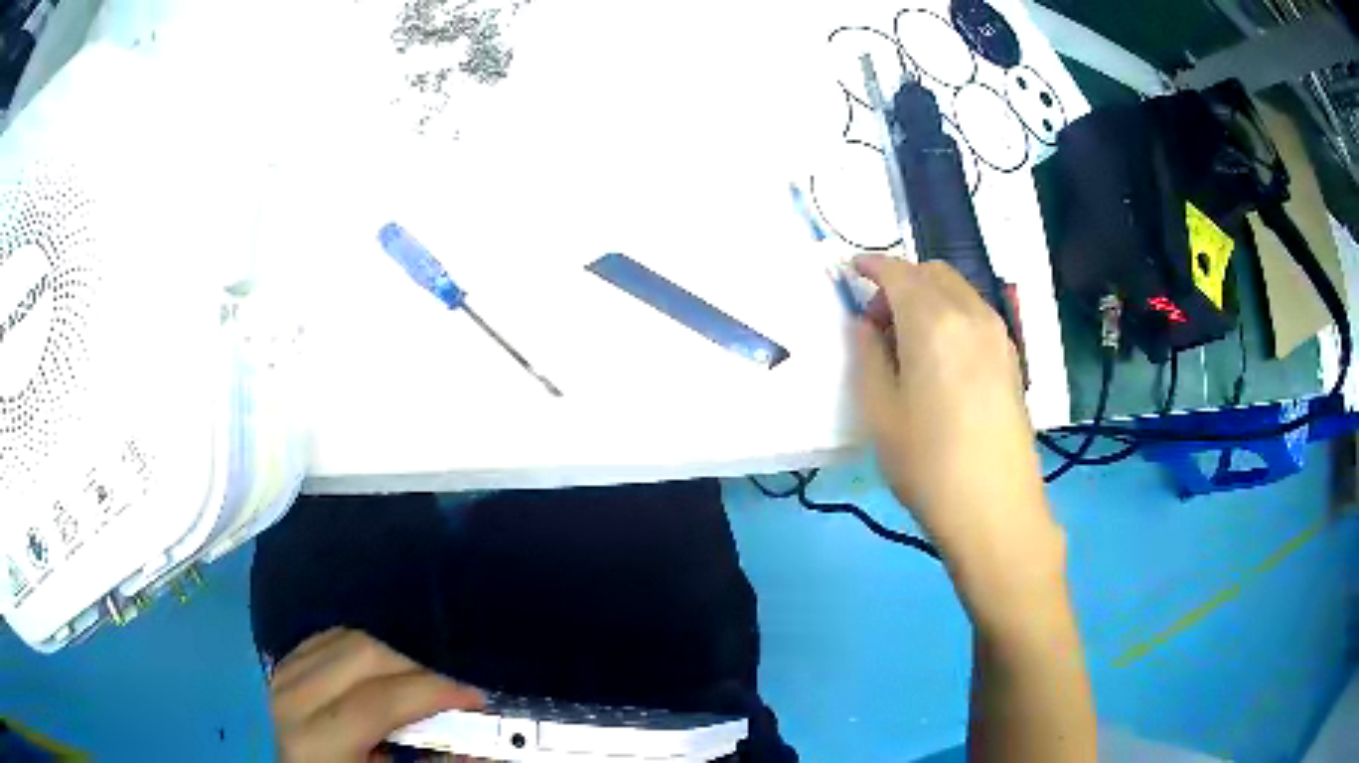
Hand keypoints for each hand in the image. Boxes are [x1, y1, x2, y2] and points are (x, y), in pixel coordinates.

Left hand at [270, 628, 484, 761]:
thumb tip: (486, 746)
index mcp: (317, 741)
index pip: (379, 701)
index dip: (431, 693)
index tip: (476, 697)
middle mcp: (293, 698)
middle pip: (362, 654)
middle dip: (417, 667)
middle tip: (453, 690)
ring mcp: (284, 675)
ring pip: (348, 637)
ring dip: (393, 656)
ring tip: (423, 683)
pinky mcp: (286, 664)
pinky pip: (330, 637)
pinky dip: (366, 649)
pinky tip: (385, 672)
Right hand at [852, 255, 1061, 576]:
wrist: (995, 507)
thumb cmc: (928, 464)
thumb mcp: (880, 413)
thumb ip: (867, 356)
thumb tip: (865, 325)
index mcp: (933, 322)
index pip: (898, 272)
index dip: (871, 266)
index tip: (851, 271)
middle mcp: (971, 314)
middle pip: (932, 272)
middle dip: (900, 281)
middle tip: (877, 322)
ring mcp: (999, 335)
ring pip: (958, 290)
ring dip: (928, 297)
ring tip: (908, 342)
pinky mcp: (1012, 358)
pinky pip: (976, 314)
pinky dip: (951, 314)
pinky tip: (941, 356)